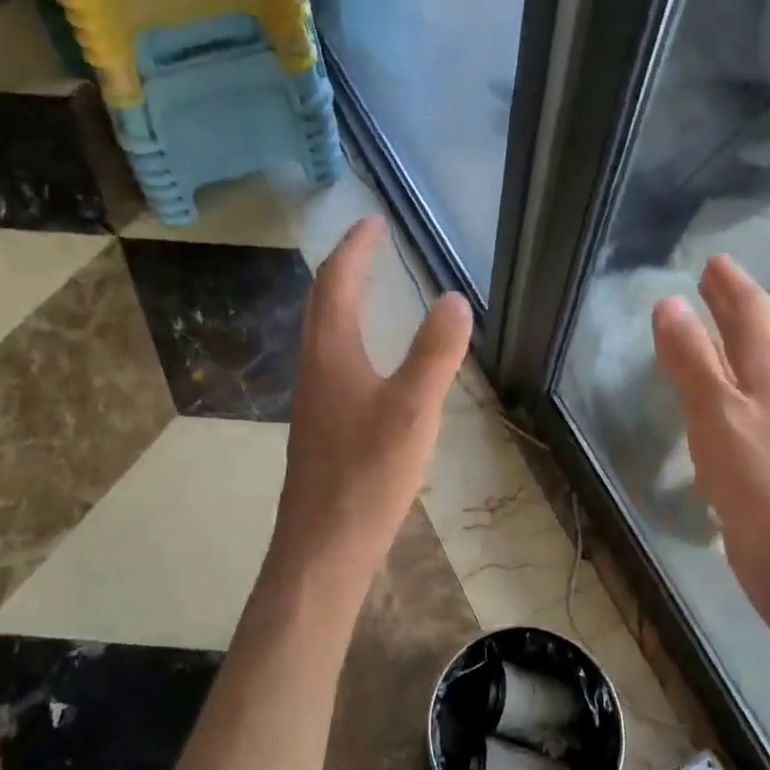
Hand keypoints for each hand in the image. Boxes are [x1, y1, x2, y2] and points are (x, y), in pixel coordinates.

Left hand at [273, 218, 472, 585]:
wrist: (323, 550)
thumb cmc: (367, 476)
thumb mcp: (412, 410)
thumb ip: (435, 353)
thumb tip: (454, 298)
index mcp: (331, 353)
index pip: (337, 282)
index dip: (356, 247)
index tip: (374, 220)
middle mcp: (315, 368)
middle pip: (323, 302)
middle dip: (347, 265)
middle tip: (373, 242)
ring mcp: (315, 400)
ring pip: (325, 333)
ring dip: (345, 300)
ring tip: (372, 287)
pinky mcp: (323, 428)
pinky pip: (335, 361)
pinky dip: (352, 336)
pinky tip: (372, 361)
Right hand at [651, 255, 769, 616]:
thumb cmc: (759, 480)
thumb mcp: (716, 412)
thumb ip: (692, 358)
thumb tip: (668, 303)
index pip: (753, 311)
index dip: (732, 284)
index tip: (713, 260)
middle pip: (756, 334)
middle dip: (732, 305)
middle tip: (708, 281)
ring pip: (750, 365)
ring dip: (727, 339)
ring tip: (702, 325)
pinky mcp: (766, 454)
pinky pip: (741, 397)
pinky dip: (722, 378)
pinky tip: (709, 391)